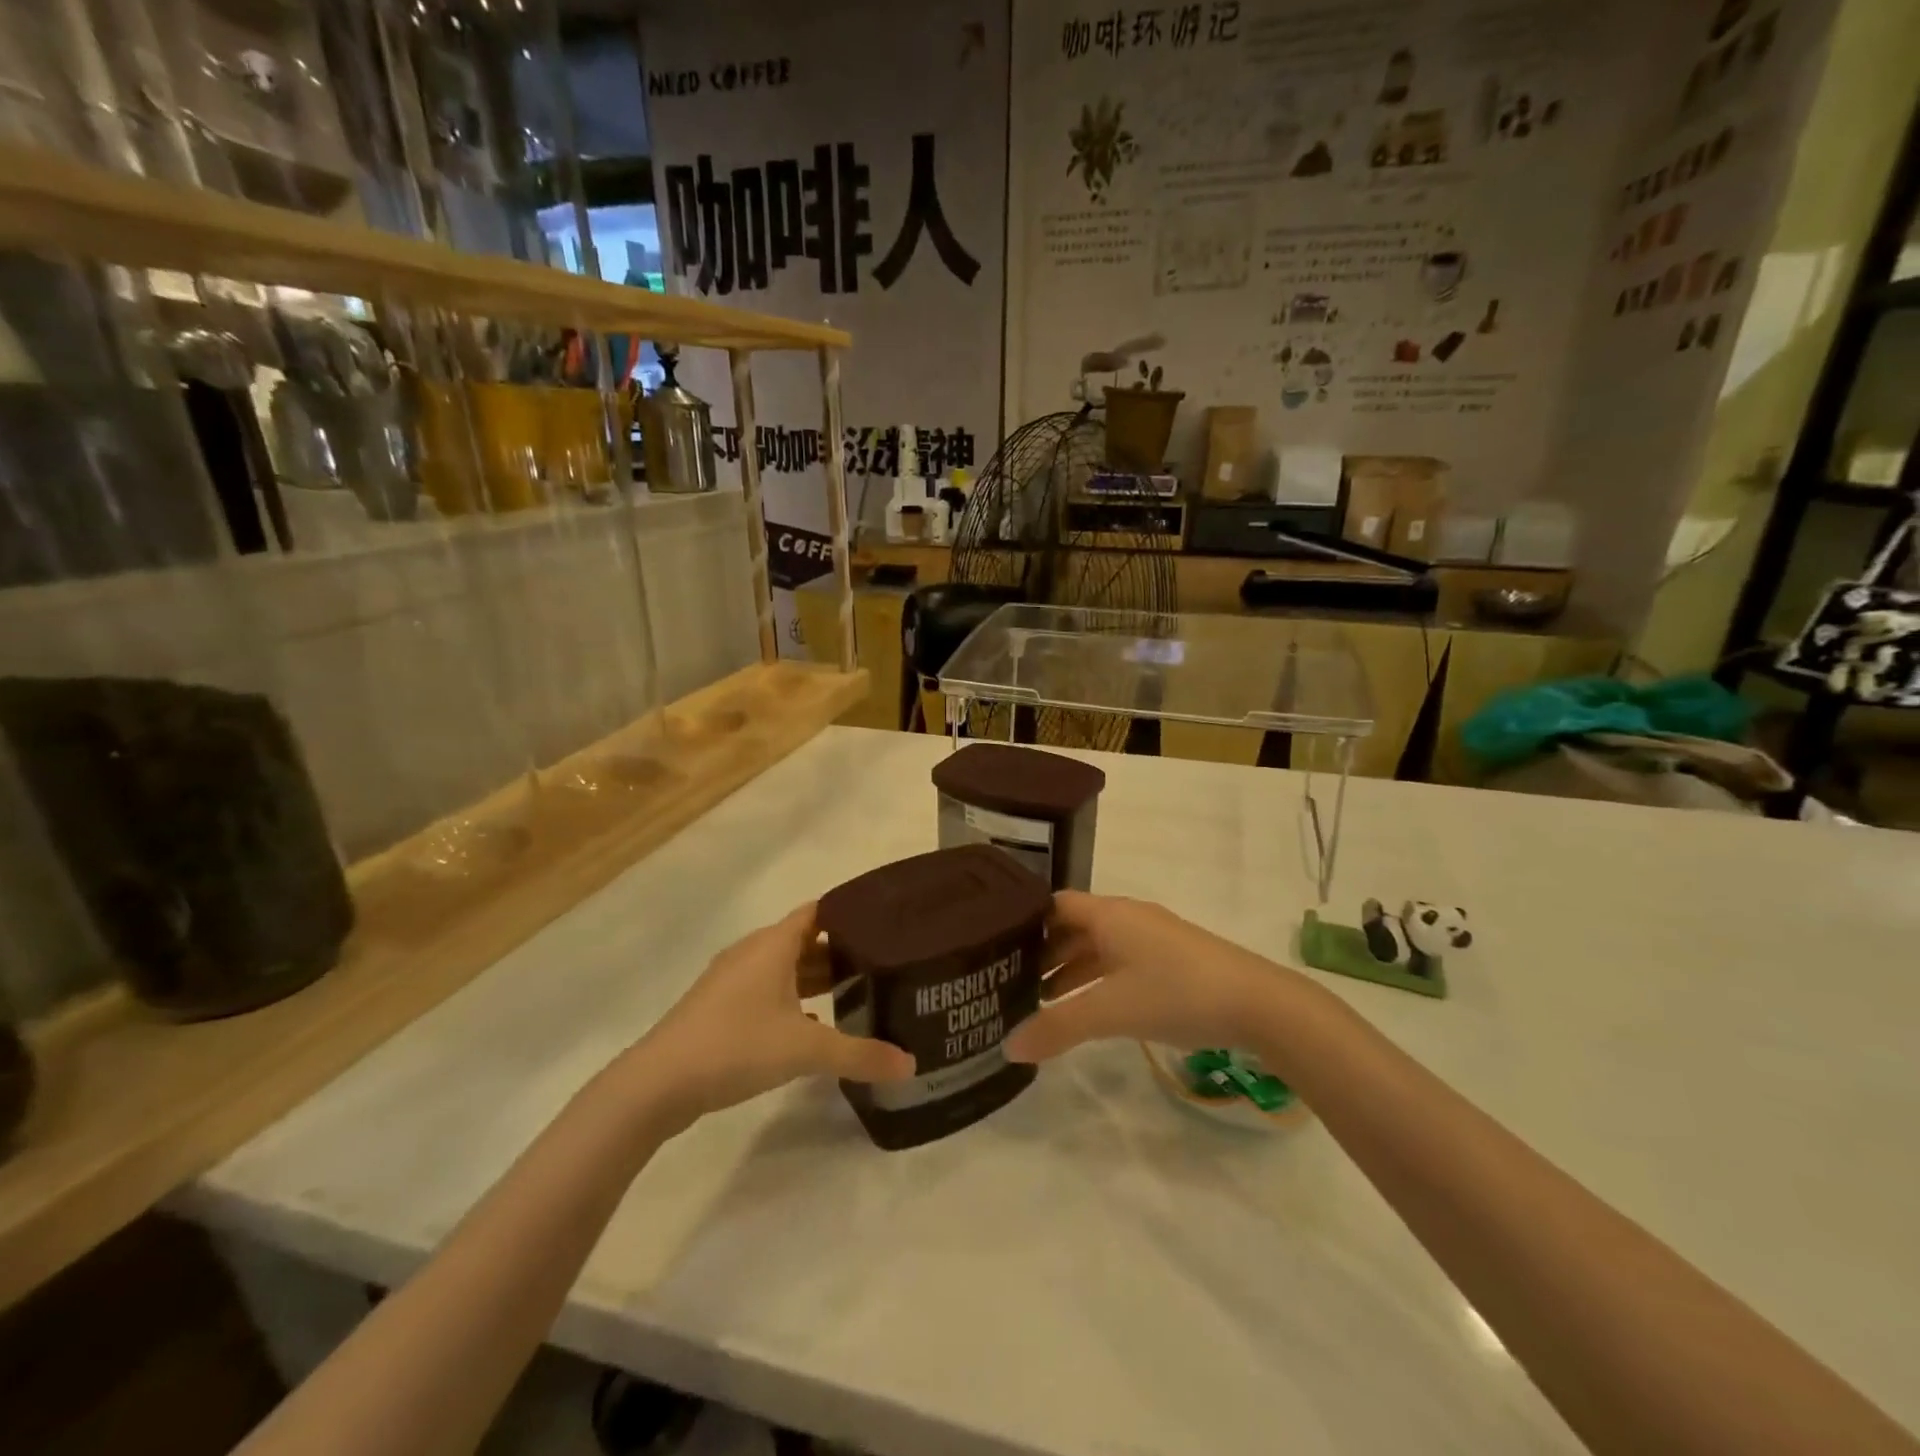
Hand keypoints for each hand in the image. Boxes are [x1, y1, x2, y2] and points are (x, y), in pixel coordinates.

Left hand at [619, 903, 913, 1124]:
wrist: (657, 1083)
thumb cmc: (736, 1045)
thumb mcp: (806, 1051)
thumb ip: (860, 1055)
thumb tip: (911, 1065)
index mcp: (773, 945)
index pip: (818, 911)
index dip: (850, 913)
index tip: (885, 923)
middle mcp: (753, 953)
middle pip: (804, 940)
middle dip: (841, 950)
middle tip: (882, 963)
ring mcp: (732, 980)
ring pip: (784, 968)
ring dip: (816, 977)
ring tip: (857, 991)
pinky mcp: (719, 1008)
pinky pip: (767, 991)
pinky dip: (792, 1000)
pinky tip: (813, 1026)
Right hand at [1005, 892, 1290, 1061]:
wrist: (1260, 1005)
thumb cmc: (1177, 993)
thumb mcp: (1111, 1010)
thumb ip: (1059, 1027)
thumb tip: (1008, 1047)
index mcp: (1109, 914)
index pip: (1053, 905)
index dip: (1024, 922)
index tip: (994, 946)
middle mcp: (1128, 918)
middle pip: (1073, 927)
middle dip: (1043, 953)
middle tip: (1010, 982)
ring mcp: (1153, 939)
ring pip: (1098, 948)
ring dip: (1071, 971)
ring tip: (1041, 1003)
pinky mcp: (1172, 961)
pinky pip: (1120, 963)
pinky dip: (1097, 981)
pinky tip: (1089, 1010)